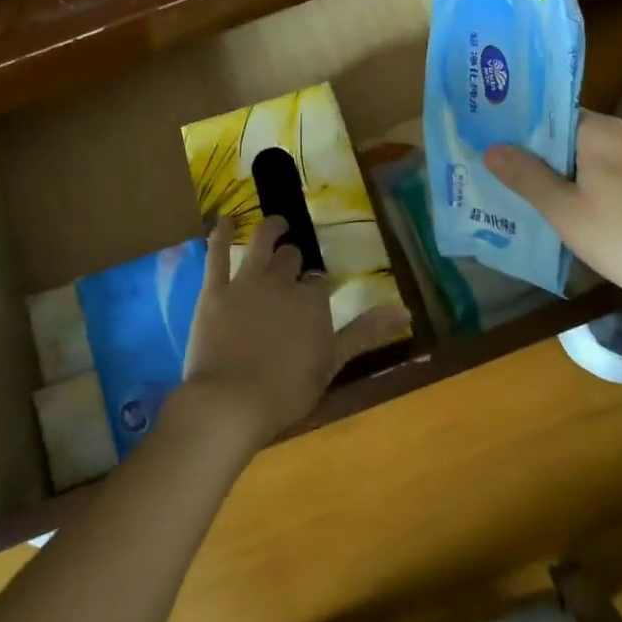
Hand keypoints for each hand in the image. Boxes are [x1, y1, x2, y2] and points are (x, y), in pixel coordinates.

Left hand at [179, 215, 409, 452]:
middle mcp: (282, 282)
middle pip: (293, 260)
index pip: (321, 283)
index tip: (319, 294)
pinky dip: (221, 234)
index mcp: (313, 301)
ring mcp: (246, 283)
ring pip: (261, 244)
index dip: (320, 287)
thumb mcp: (334, 362)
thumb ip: (367, 332)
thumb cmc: (287, 391)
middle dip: (296, 260)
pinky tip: (226, 219)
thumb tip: (407, 311)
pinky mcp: (214, 291)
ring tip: (277, 223)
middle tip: (295, 267)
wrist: (231, 402)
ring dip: (271, 229)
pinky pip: (217, 254)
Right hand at [485, 110, 621, 307]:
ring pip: (607, 155)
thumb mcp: (563, 211)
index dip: (530, 137)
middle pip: (580, 136)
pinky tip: (606, 214)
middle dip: (556, 158)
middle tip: (528, 185)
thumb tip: (492, 148)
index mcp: (601, 130)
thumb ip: (526, 176)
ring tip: (563, 203)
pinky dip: (614, 184)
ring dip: (586, 173)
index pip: (555, 118)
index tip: (510, 157)